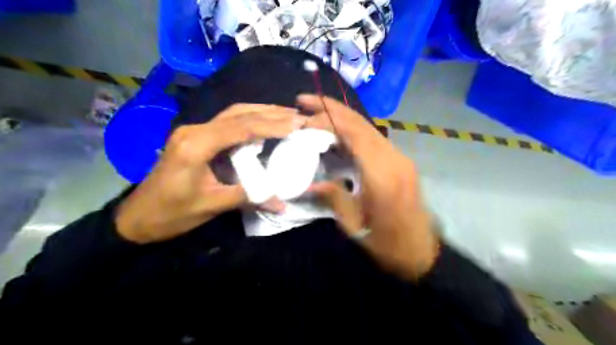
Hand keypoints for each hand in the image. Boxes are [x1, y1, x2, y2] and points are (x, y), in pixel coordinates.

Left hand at [114, 103, 305, 243]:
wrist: (137, 217)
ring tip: (287, 116)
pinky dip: (250, 121)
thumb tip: (283, 203)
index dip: (272, 124)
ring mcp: (194, 131)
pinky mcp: (196, 137)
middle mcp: (195, 130)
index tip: (297, 125)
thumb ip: (249, 198)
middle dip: (271, 112)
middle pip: (239, 113)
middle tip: (298, 115)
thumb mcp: (212, 206)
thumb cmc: (171, 213)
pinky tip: (264, 126)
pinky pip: (227, 123)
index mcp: (197, 145)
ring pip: (233, 114)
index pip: (241, 127)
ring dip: (261, 113)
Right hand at [297, 94, 437, 279]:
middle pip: (361, 124)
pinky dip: (353, 131)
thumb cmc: (387, 245)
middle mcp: (394, 159)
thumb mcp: (354, 226)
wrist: (422, 253)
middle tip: (304, 101)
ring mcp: (400, 159)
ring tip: (316, 112)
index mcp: (382, 174)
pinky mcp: (401, 163)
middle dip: (332, 109)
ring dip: (342, 117)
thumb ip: (334, 197)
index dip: (328, 118)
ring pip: (368, 128)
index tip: (304, 114)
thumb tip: (312, 182)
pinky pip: (374, 139)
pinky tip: (337, 132)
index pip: (354, 133)